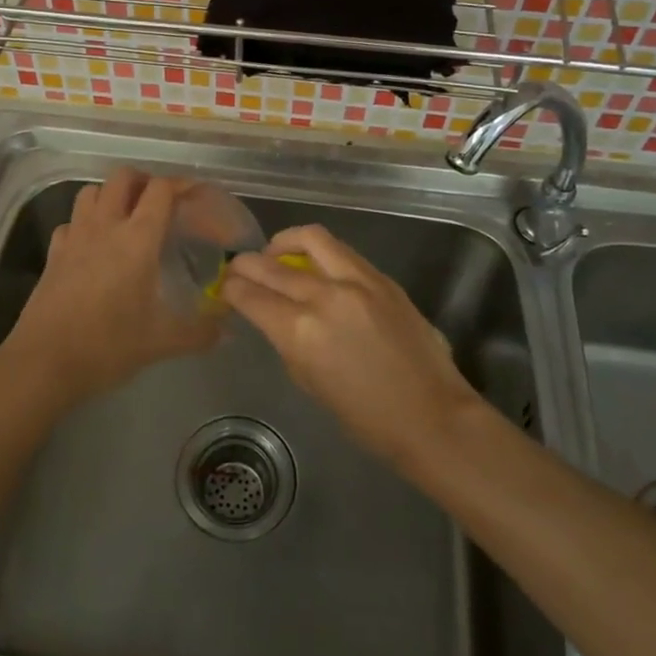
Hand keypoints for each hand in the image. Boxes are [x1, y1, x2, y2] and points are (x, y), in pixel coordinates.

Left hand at [3, 169, 220, 409]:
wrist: (44, 364)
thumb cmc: (108, 346)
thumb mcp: (161, 342)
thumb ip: (199, 333)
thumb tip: (228, 333)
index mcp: (137, 239)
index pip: (161, 190)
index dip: (181, 185)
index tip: (196, 195)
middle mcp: (105, 226)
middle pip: (122, 177)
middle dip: (144, 181)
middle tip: (160, 203)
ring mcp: (74, 237)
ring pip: (91, 191)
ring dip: (111, 194)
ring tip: (126, 216)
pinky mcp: (53, 254)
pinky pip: (70, 222)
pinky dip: (84, 223)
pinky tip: (93, 245)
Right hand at [221, 224, 478, 466]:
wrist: (431, 415)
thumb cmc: (365, 417)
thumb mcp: (309, 382)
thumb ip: (288, 340)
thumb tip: (275, 316)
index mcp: (300, 331)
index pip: (250, 295)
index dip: (230, 288)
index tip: (224, 287)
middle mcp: (324, 296)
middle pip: (271, 264)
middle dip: (247, 263)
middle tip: (239, 268)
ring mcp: (357, 281)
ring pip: (310, 238)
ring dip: (284, 242)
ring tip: (276, 252)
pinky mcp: (382, 278)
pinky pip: (341, 251)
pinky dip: (320, 252)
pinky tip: (315, 266)